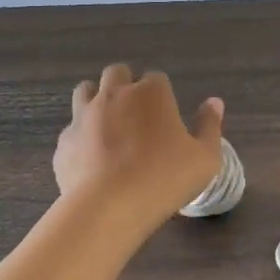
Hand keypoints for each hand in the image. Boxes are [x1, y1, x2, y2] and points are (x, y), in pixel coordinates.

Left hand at [55, 64, 225, 222]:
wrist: (109, 207)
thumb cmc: (165, 178)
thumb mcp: (205, 157)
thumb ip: (210, 126)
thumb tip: (214, 102)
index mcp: (151, 93)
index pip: (156, 77)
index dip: (162, 93)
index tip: (166, 114)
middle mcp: (114, 94)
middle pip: (117, 73)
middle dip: (126, 84)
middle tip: (137, 112)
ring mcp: (84, 116)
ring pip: (85, 90)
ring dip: (97, 99)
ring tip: (109, 125)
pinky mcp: (65, 141)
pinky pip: (72, 129)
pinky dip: (81, 136)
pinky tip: (91, 158)